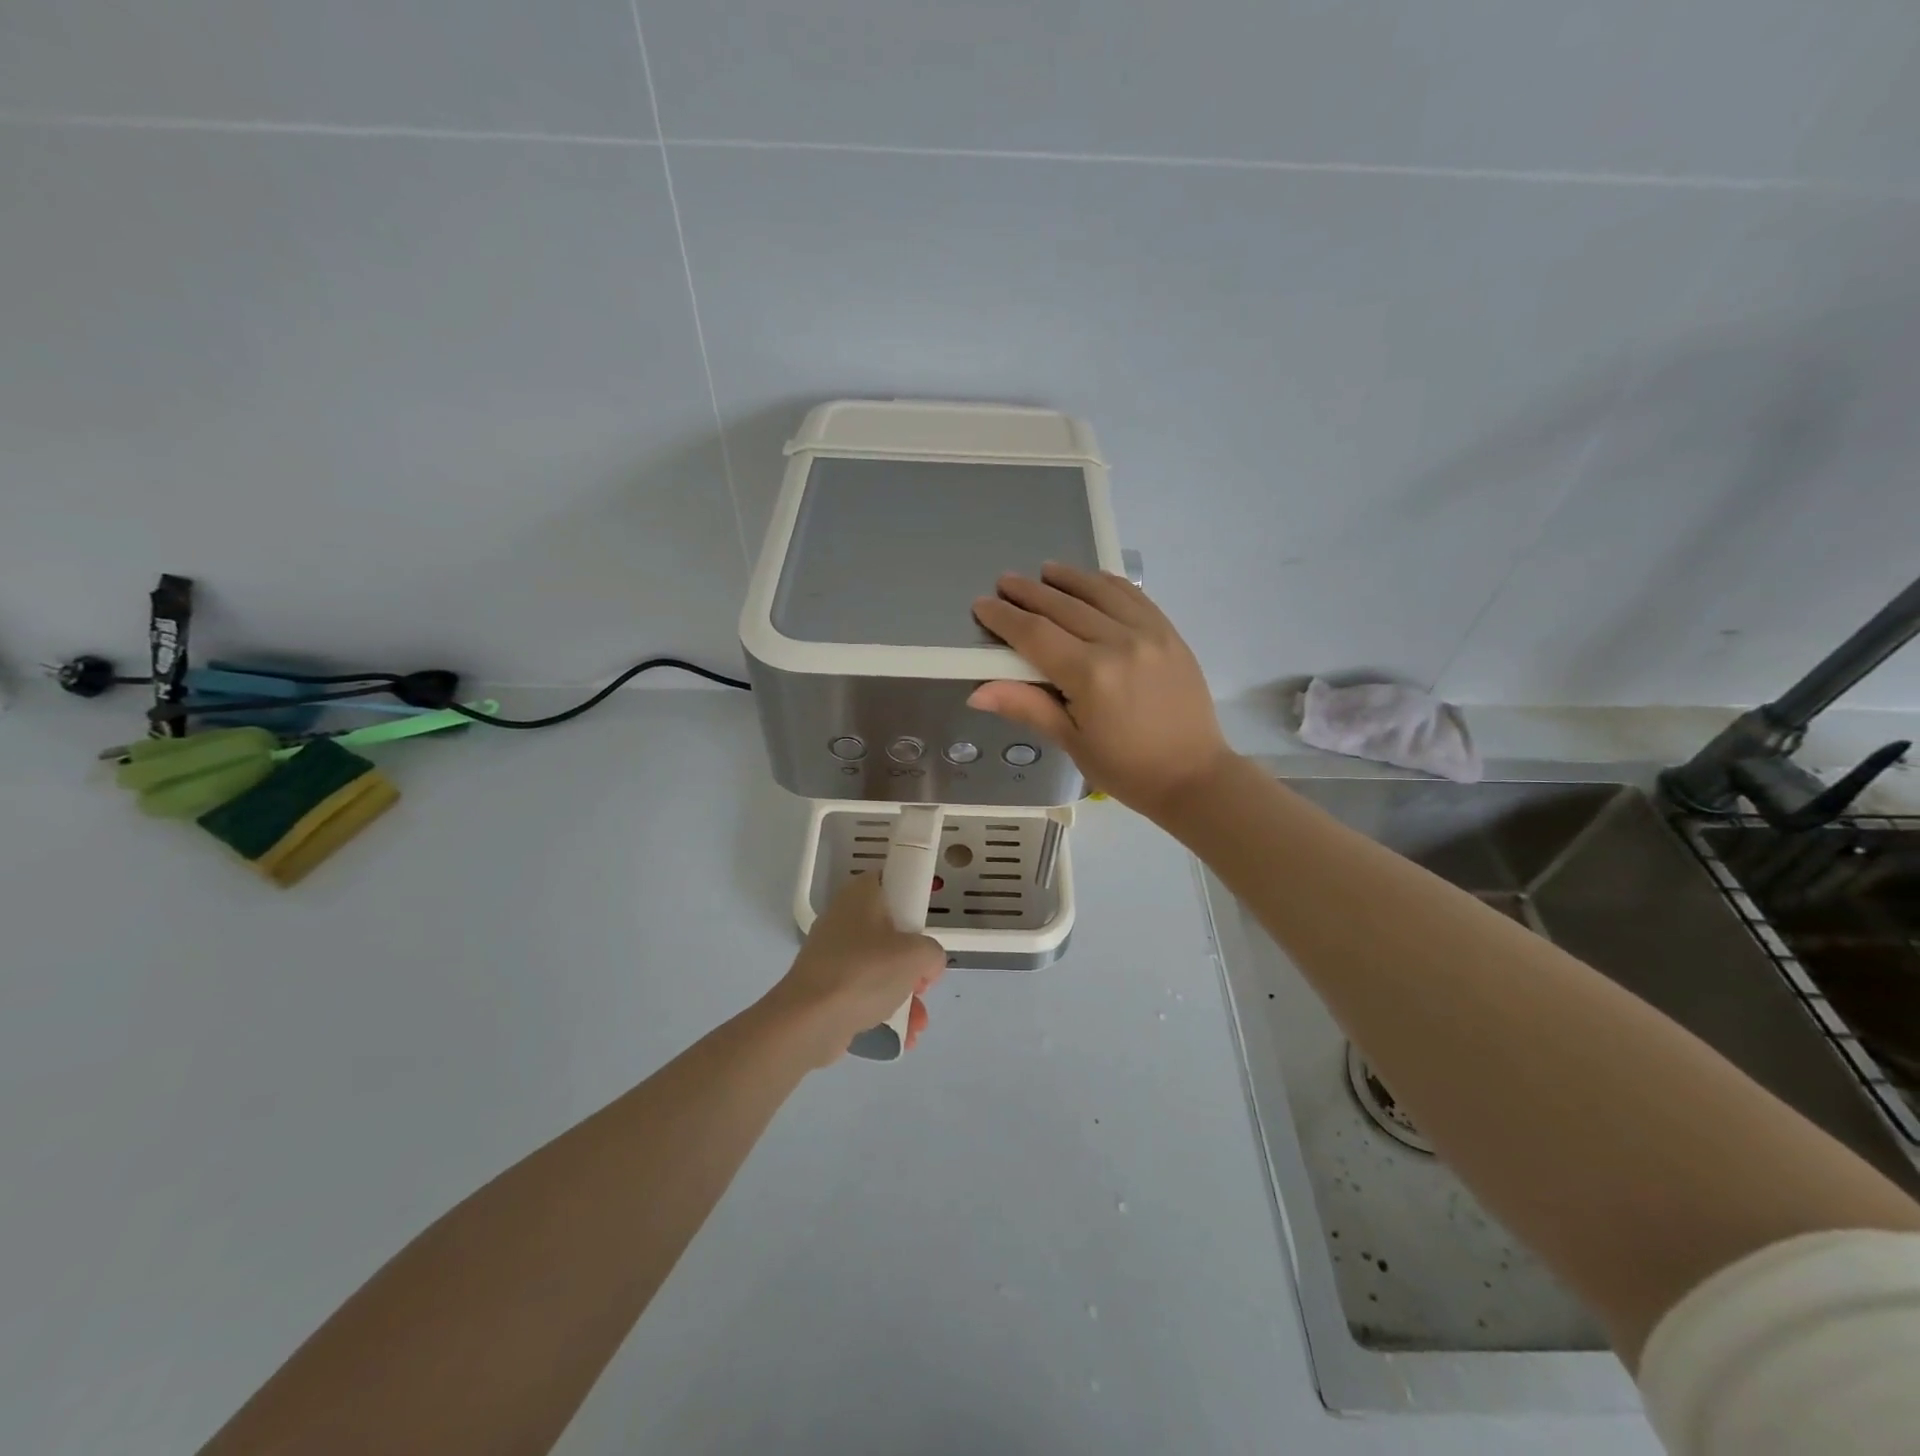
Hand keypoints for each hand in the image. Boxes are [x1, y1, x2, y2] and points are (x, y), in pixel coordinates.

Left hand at [765, 874, 947, 1065]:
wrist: (808, 1021)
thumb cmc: (864, 972)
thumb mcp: (916, 955)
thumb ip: (933, 952)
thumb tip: (927, 965)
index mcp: (861, 895)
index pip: (892, 883)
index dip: (914, 904)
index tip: (925, 931)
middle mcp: (843, 917)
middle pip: (890, 931)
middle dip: (913, 962)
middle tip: (923, 981)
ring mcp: (832, 953)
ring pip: (880, 965)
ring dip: (904, 993)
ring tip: (917, 1021)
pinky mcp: (826, 985)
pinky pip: (864, 990)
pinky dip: (883, 1008)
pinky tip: (903, 1034)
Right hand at [970, 562, 1235, 820]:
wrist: (1195, 775)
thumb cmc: (1127, 769)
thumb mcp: (1072, 742)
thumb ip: (1027, 707)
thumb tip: (977, 692)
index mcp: (1090, 675)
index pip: (1036, 634)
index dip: (1005, 617)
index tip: (982, 604)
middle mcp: (1119, 643)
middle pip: (1064, 606)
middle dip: (1029, 592)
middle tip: (1004, 581)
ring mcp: (1149, 633)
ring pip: (1100, 592)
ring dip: (1068, 578)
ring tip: (1044, 570)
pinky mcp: (1170, 634)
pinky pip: (1134, 597)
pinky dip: (1108, 584)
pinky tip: (1092, 580)